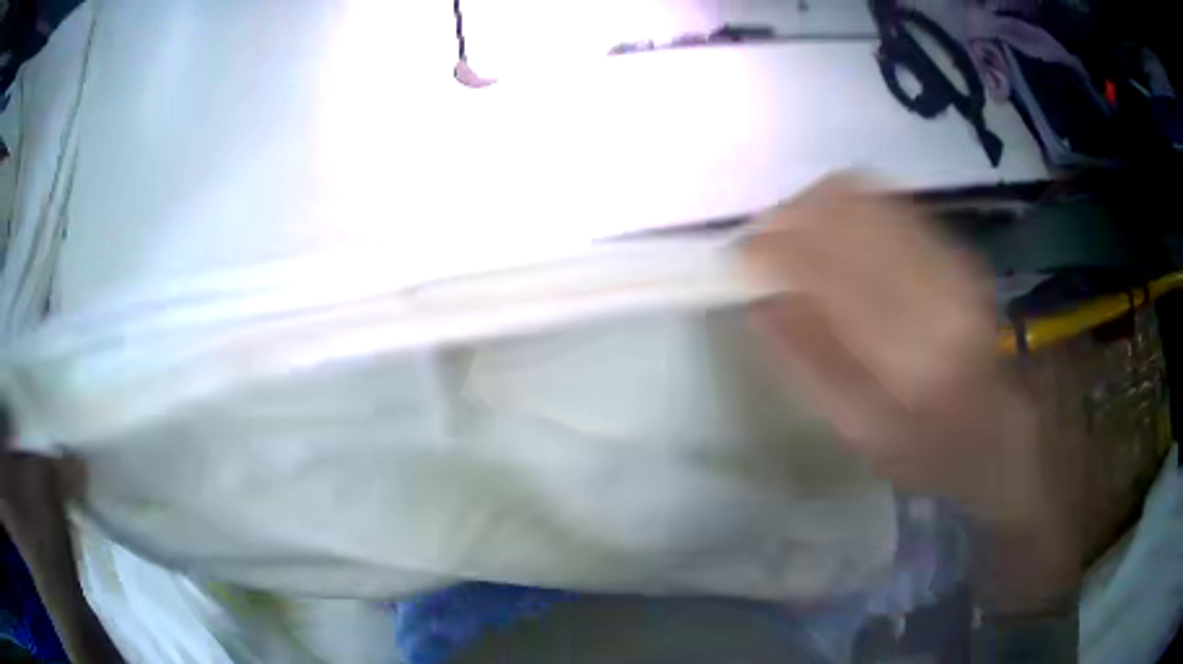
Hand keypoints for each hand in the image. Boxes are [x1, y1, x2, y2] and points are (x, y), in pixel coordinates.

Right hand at [745, 175, 1080, 612]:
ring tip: (789, 228)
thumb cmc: (922, 449)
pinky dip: (848, 203)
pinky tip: (830, 225)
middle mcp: (936, 293)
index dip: (777, 251)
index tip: (740, 255)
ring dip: (816, 204)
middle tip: (760, 238)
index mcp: (910, 356)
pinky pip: (890, 201)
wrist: (993, 430)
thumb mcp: (858, 433)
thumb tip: (759, 302)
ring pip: (867, 197)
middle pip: (848, 216)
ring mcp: (952, 262)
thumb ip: (809, 366)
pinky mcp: (956, 249)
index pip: (831, 273)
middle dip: (791, 217)